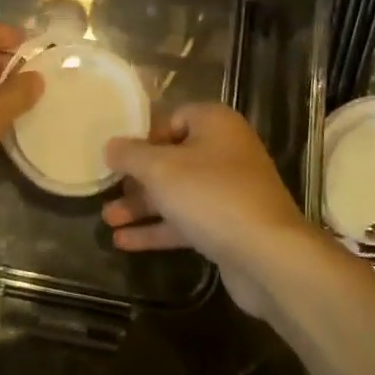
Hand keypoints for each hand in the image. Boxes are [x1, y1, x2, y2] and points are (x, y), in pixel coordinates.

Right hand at [103, 104, 313, 316]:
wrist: (267, 256)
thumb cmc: (211, 196)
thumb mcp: (161, 169)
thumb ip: (131, 154)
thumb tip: (110, 145)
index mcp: (215, 124)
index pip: (171, 118)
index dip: (142, 136)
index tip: (117, 155)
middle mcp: (225, 151)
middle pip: (172, 157)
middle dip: (137, 177)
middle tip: (107, 188)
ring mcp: (229, 190)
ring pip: (177, 192)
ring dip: (143, 206)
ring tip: (107, 219)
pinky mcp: (228, 226)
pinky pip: (187, 220)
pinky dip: (159, 228)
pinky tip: (124, 242)